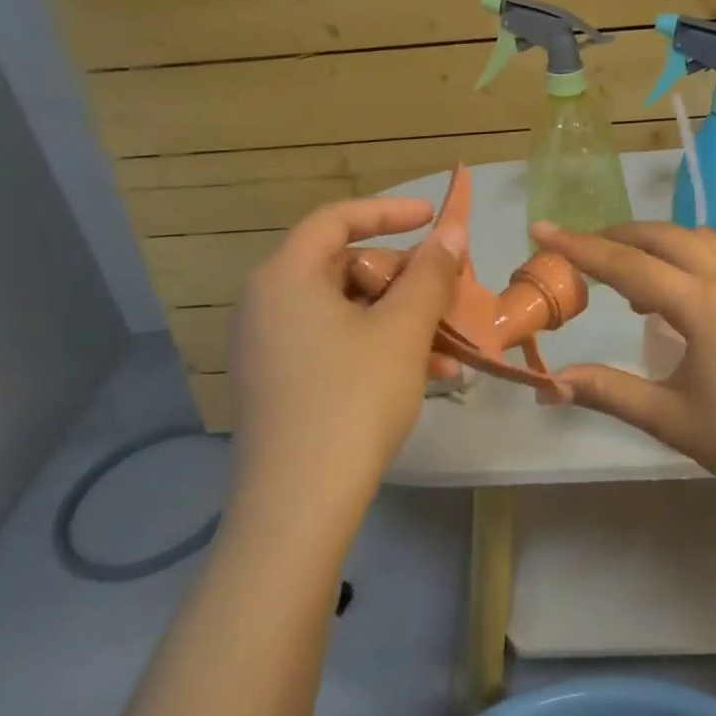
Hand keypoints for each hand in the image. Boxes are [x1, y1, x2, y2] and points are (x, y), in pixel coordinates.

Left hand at [228, 197, 463, 516]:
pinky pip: (332, 346)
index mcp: (285, 277)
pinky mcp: (276, 384)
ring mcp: (266, 348)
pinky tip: (425, 377)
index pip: (336, 220)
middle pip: (342, 268)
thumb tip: (451, 233)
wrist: (298, 504)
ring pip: (344, 312)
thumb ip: (430, 274)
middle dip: (402, 279)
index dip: (388, 211)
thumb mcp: (403, 329)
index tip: (432, 218)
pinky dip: (376, 349)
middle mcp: (265, 304)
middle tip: (445, 293)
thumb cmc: (353, 398)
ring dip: (398, 321)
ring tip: (448, 346)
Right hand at [532, 222, 715, 505]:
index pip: (629, 264)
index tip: (541, 230)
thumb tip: (549, 382)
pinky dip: (687, 253)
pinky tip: (677, 287)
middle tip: (578, 249)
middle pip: (663, 236)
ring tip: (625, 270)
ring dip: (655, 241)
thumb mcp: (669, 418)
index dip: (580, 248)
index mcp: (704, 305)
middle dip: (616, 236)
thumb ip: (607, 391)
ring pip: (696, 237)